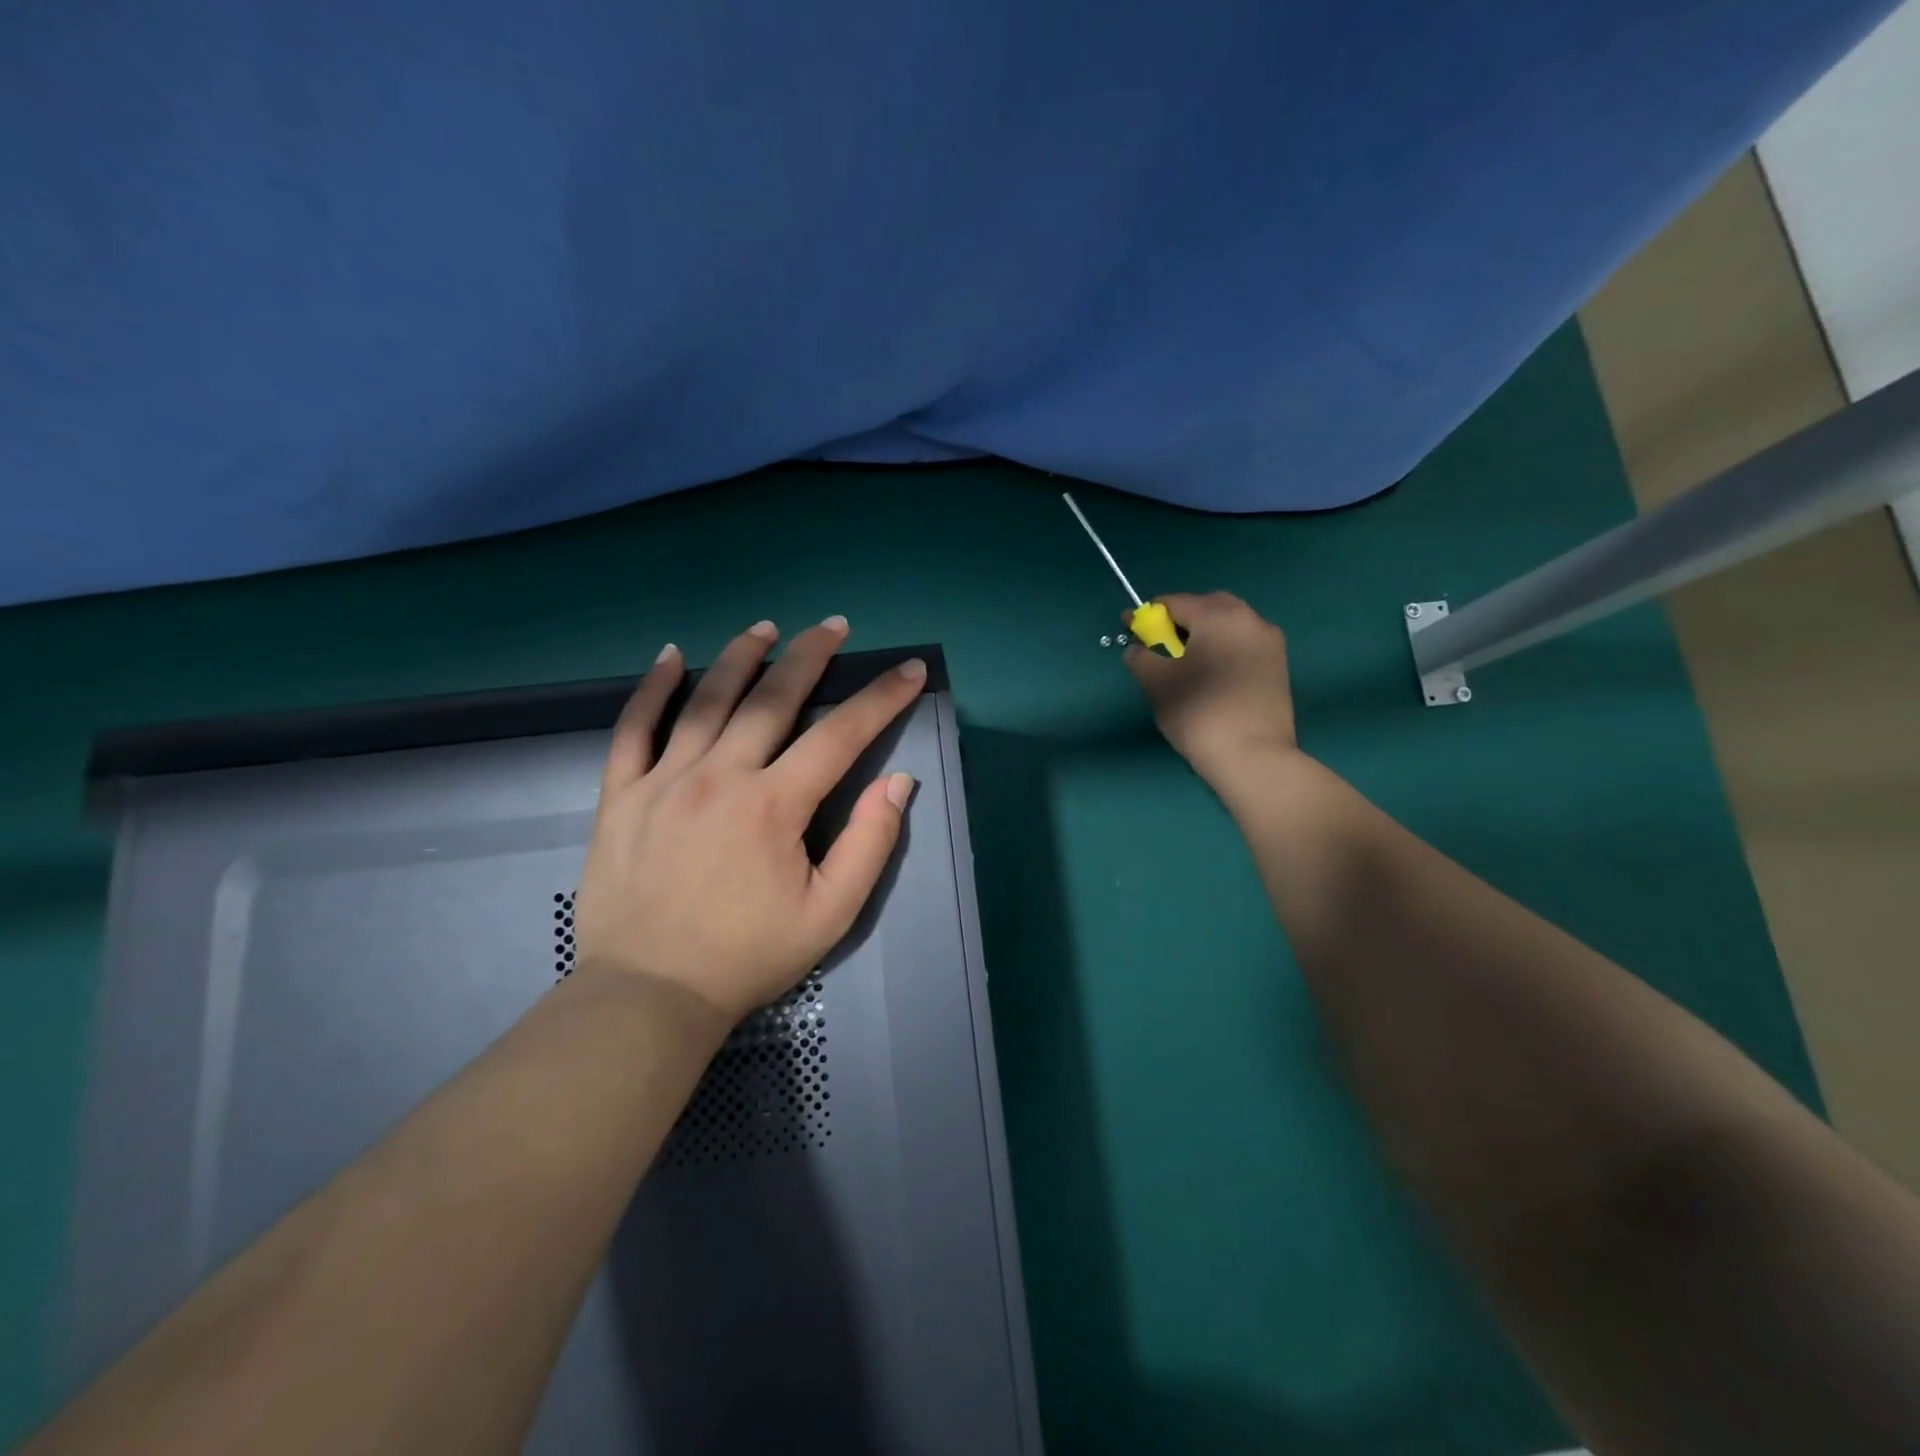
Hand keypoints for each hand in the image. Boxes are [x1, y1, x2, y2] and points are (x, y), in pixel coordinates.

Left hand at [573, 617, 922, 1025]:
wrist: (649, 994)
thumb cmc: (748, 956)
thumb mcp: (831, 914)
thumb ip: (869, 843)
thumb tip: (898, 782)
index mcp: (774, 806)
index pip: (840, 736)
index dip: (880, 699)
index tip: (908, 670)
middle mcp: (720, 777)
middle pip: (771, 699)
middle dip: (809, 656)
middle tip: (833, 625)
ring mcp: (664, 781)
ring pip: (706, 701)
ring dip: (739, 656)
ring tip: (765, 627)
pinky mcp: (622, 795)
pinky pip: (633, 729)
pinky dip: (652, 689)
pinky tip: (670, 656)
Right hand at [1123, 592, 1297, 779]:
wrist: (1253, 757)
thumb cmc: (1198, 712)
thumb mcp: (1156, 683)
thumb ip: (1141, 658)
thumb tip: (1137, 650)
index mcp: (1219, 616)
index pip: (1176, 603)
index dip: (1148, 615)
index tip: (1130, 628)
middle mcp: (1250, 620)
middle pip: (1209, 607)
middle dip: (1182, 619)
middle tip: (1161, 644)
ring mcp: (1270, 644)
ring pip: (1230, 626)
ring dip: (1205, 634)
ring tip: (1185, 661)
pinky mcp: (1279, 667)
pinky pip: (1244, 646)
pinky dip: (1223, 650)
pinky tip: (1210, 675)